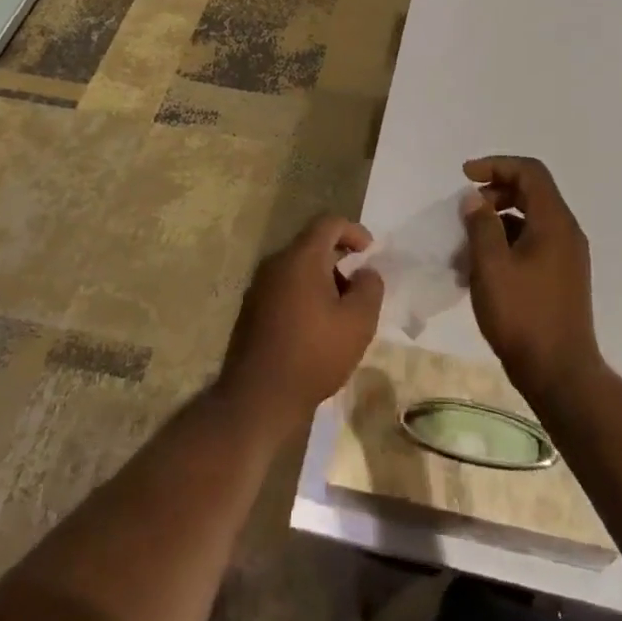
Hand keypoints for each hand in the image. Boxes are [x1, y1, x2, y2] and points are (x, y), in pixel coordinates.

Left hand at [216, 215, 383, 434]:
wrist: (258, 397)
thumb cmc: (314, 354)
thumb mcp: (358, 322)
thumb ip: (369, 288)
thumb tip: (365, 272)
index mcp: (300, 258)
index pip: (328, 223)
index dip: (354, 231)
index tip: (370, 252)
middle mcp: (275, 264)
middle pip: (311, 245)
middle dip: (340, 259)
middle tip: (359, 286)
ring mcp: (258, 287)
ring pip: (297, 268)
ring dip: (322, 279)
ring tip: (341, 311)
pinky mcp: (251, 310)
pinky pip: (284, 287)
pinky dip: (304, 294)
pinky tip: (316, 327)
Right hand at [460, 156, 602, 403]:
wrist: (559, 374)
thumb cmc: (522, 316)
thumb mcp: (491, 266)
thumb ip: (481, 226)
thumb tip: (475, 199)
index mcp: (554, 223)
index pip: (530, 173)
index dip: (496, 165)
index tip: (465, 176)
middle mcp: (566, 233)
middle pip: (531, 193)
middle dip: (494, 194)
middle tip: (465, 212)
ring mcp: (566, 257)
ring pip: (529, 221)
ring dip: (496, 223)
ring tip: (465, 247)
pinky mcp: (560, 278)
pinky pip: (532, 244)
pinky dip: (506, 245)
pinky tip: (481, 270)